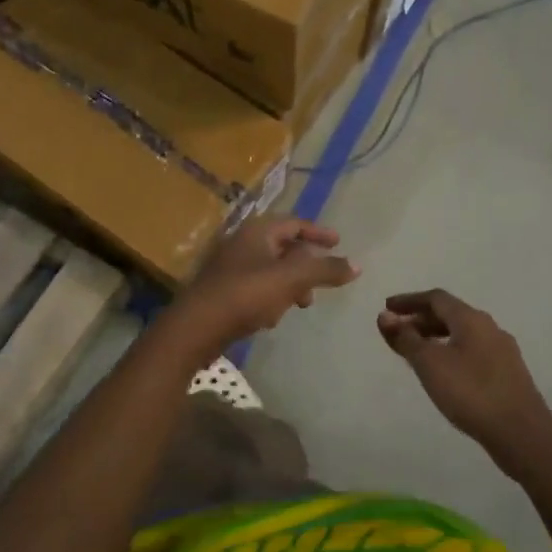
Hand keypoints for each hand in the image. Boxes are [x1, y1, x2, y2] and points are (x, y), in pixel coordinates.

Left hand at [174, 217, 359, 351]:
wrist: (195, 328)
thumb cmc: (245, 295)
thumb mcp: (292, 279)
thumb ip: (325, 270)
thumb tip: (357, 265)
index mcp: (257, 232)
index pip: (294, 223)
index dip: (318, 232)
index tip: (338, 243)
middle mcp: (242, 244)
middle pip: (283, 247)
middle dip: (306, 265)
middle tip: (321, 283)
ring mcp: (230, 268)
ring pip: (271, 270)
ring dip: (290, 285)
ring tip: (300, 305)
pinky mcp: (223, 293)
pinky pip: (256, 289)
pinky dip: (271, 298)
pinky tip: (271, 319)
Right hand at [377, 290, 551, 468]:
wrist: (522, 433)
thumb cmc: (470, 392)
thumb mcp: (430, 364)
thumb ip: (406, 339)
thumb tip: (384, 316)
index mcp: (471, 319)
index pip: (436, 298)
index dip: (409, 301)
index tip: (387, 308)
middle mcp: (489, 327)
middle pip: (450, 314)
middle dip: (421, 319)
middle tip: (397, 331)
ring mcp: (502, 351)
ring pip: (462, 334)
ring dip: (436, 337)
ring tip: (415, 352)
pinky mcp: (508, 373)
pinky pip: (472, 351)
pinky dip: (451, 352)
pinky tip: (443, 372)